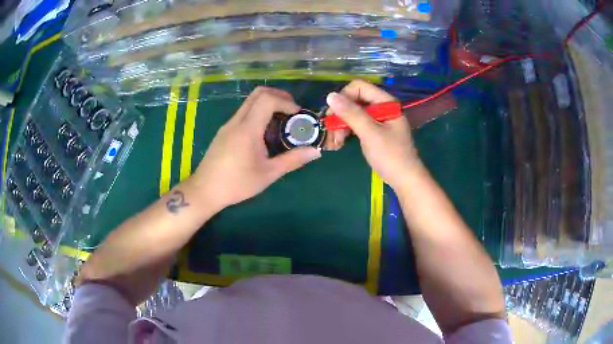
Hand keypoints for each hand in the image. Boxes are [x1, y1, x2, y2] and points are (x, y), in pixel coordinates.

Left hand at [192, 87, 320, 210]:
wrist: (205, 190)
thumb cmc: (237, 183)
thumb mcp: (268, 174)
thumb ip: (292, 160)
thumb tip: (315, 151)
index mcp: (247, 129)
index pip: (267, 100)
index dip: (286, 102)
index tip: (297, 115)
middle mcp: (236, 121)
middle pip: (258, 94)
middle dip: (278, 96)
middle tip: (292, 110)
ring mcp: (228, 125)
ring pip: (250, 102)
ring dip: (268, 104)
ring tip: (281, 122)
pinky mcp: (224, 131)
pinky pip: (244, 113)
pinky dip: (258, 113)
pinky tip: (265, 133)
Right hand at [325, 80, 421, 189]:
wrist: (405, 180)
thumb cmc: (391, 156)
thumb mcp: (370, 133)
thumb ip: (351, 114)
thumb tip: (330, 96)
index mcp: (386, 102)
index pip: (359, 87)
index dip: (344, 97)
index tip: (333, 115)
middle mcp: (382, 106)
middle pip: (355, 99)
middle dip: (341, 113)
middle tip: (331, 132)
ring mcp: (379, 119)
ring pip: (354, 112)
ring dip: (342, 124)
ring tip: (336, 141)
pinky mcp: (376, 130)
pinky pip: (358, 123)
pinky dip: (348, 130)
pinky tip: (341, 142)